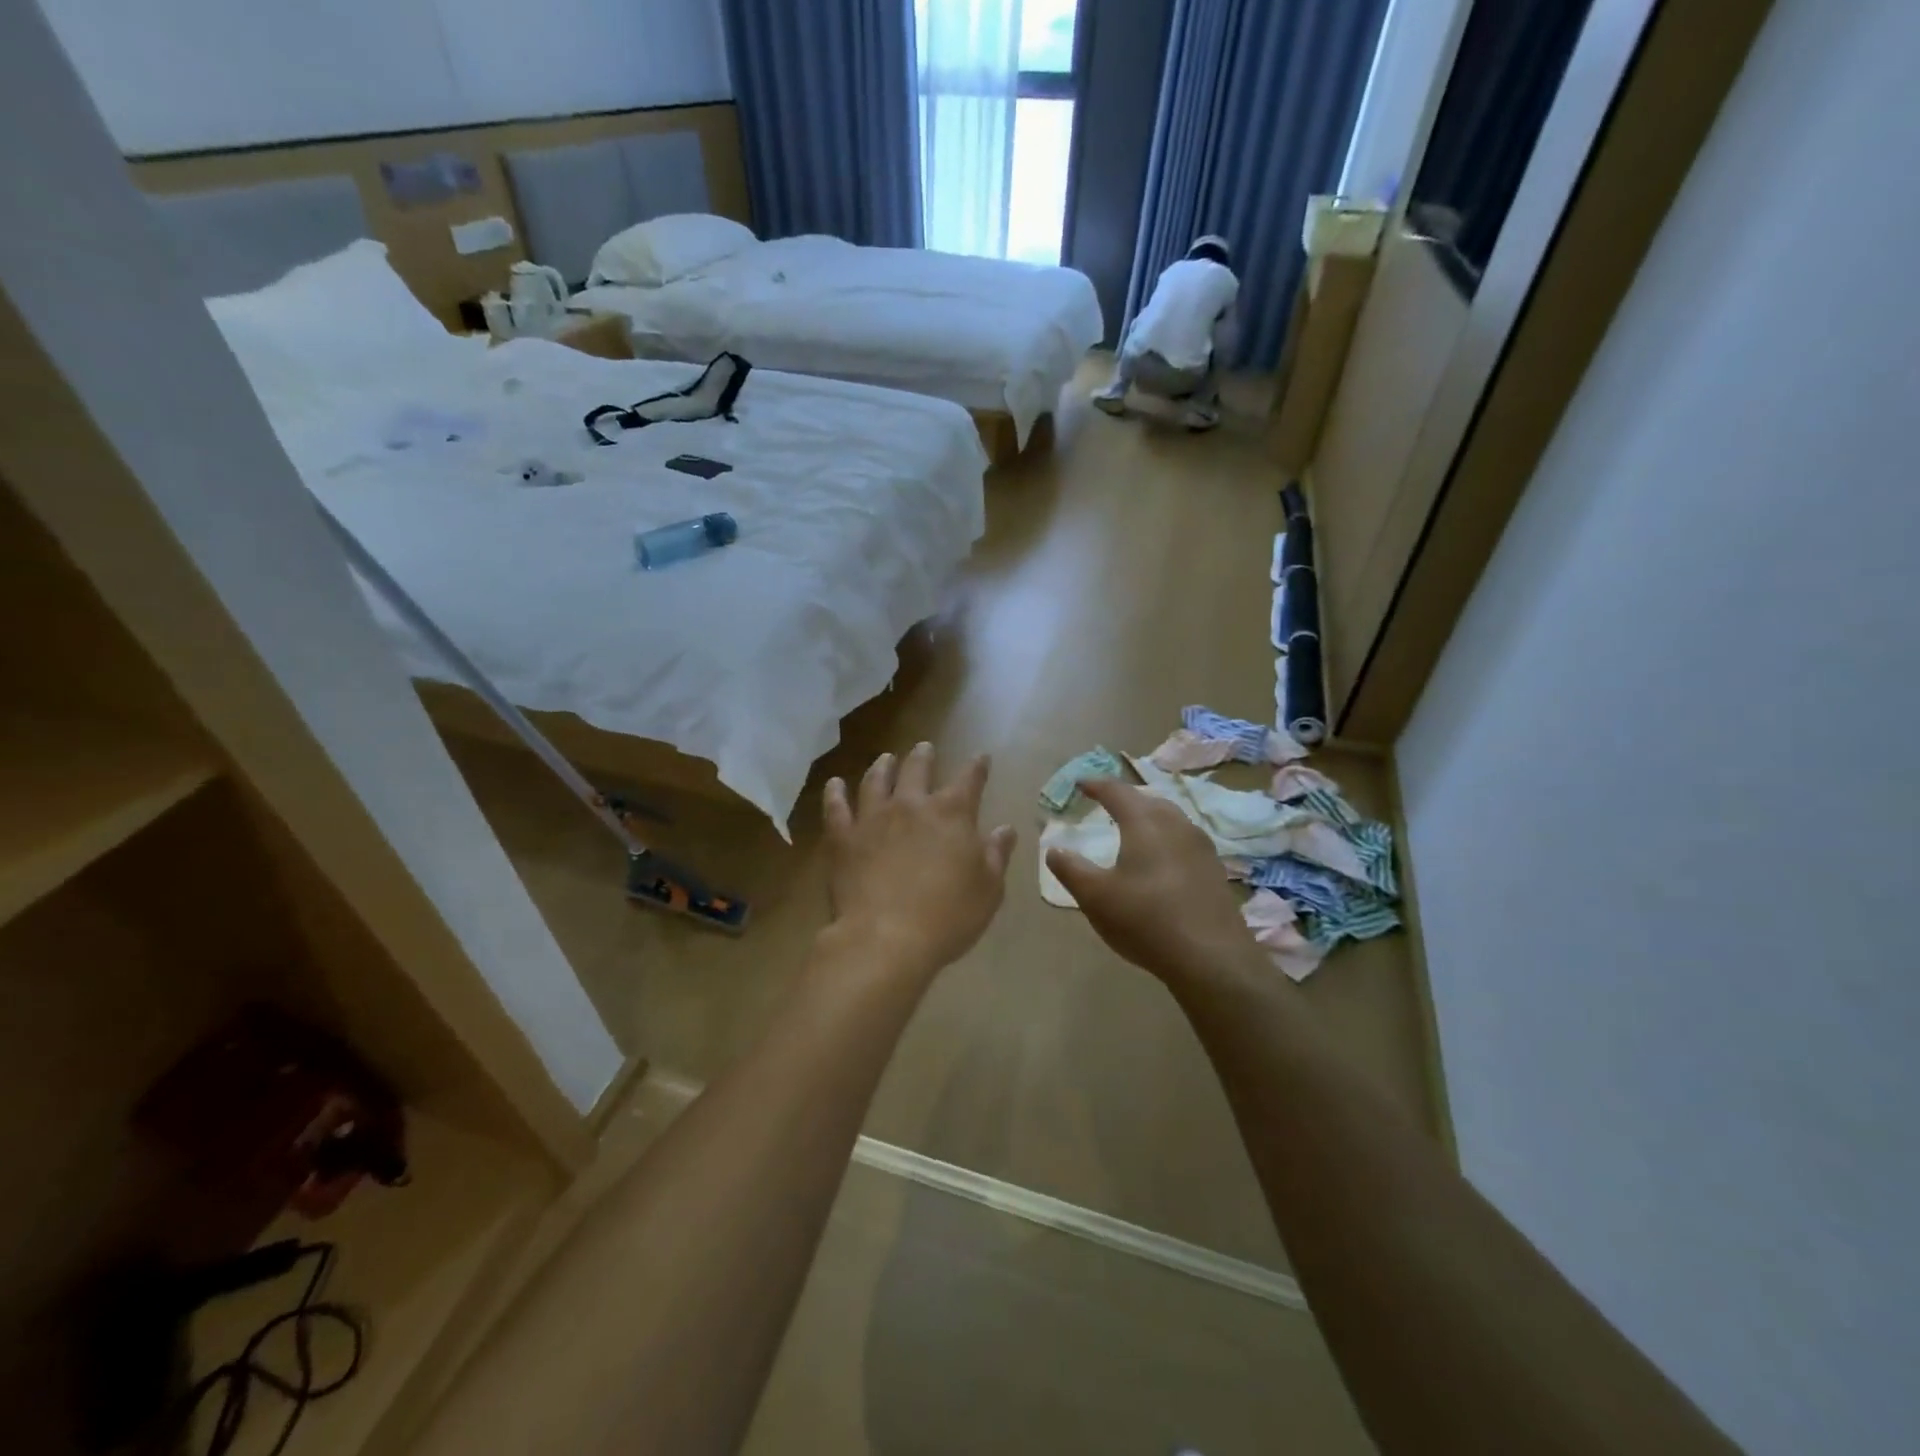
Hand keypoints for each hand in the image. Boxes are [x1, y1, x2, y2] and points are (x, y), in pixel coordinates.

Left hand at [822, 743, 1016, 980]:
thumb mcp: (988, 889)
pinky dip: (835, 793)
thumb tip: (1005, 829)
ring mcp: (873, 818)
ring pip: (876, 781)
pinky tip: (835, 784)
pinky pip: (836, 807)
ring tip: (885, 759)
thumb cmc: (948, 916)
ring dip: (883, 766)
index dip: (977, 766)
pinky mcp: (843, 838)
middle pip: (917, 769)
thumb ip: (996, 854)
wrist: (886, 938)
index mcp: (951, 814)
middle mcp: (911, 805)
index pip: (969, 780)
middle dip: (924, 756)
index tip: (981, 757)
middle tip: (924, 747)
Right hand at [1045, 777, 1260, 990]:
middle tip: (1107, 803)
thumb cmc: (1145, 920)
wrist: (1212, 958)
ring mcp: (1201, 847)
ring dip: (1148, 817)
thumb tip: (1054, 850)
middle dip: (1125, 798)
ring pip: (1170, 818)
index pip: (1117, 791)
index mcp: (1144, 823)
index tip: (1080, 783)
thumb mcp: (1095, 897)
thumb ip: (1071, 869)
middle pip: (1148, 799)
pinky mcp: (1214, 870)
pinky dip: (1165, 838)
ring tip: (1133, 828)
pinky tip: (1161, 859)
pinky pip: (1184, 840)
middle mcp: (1176, 825)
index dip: (1096, 784)